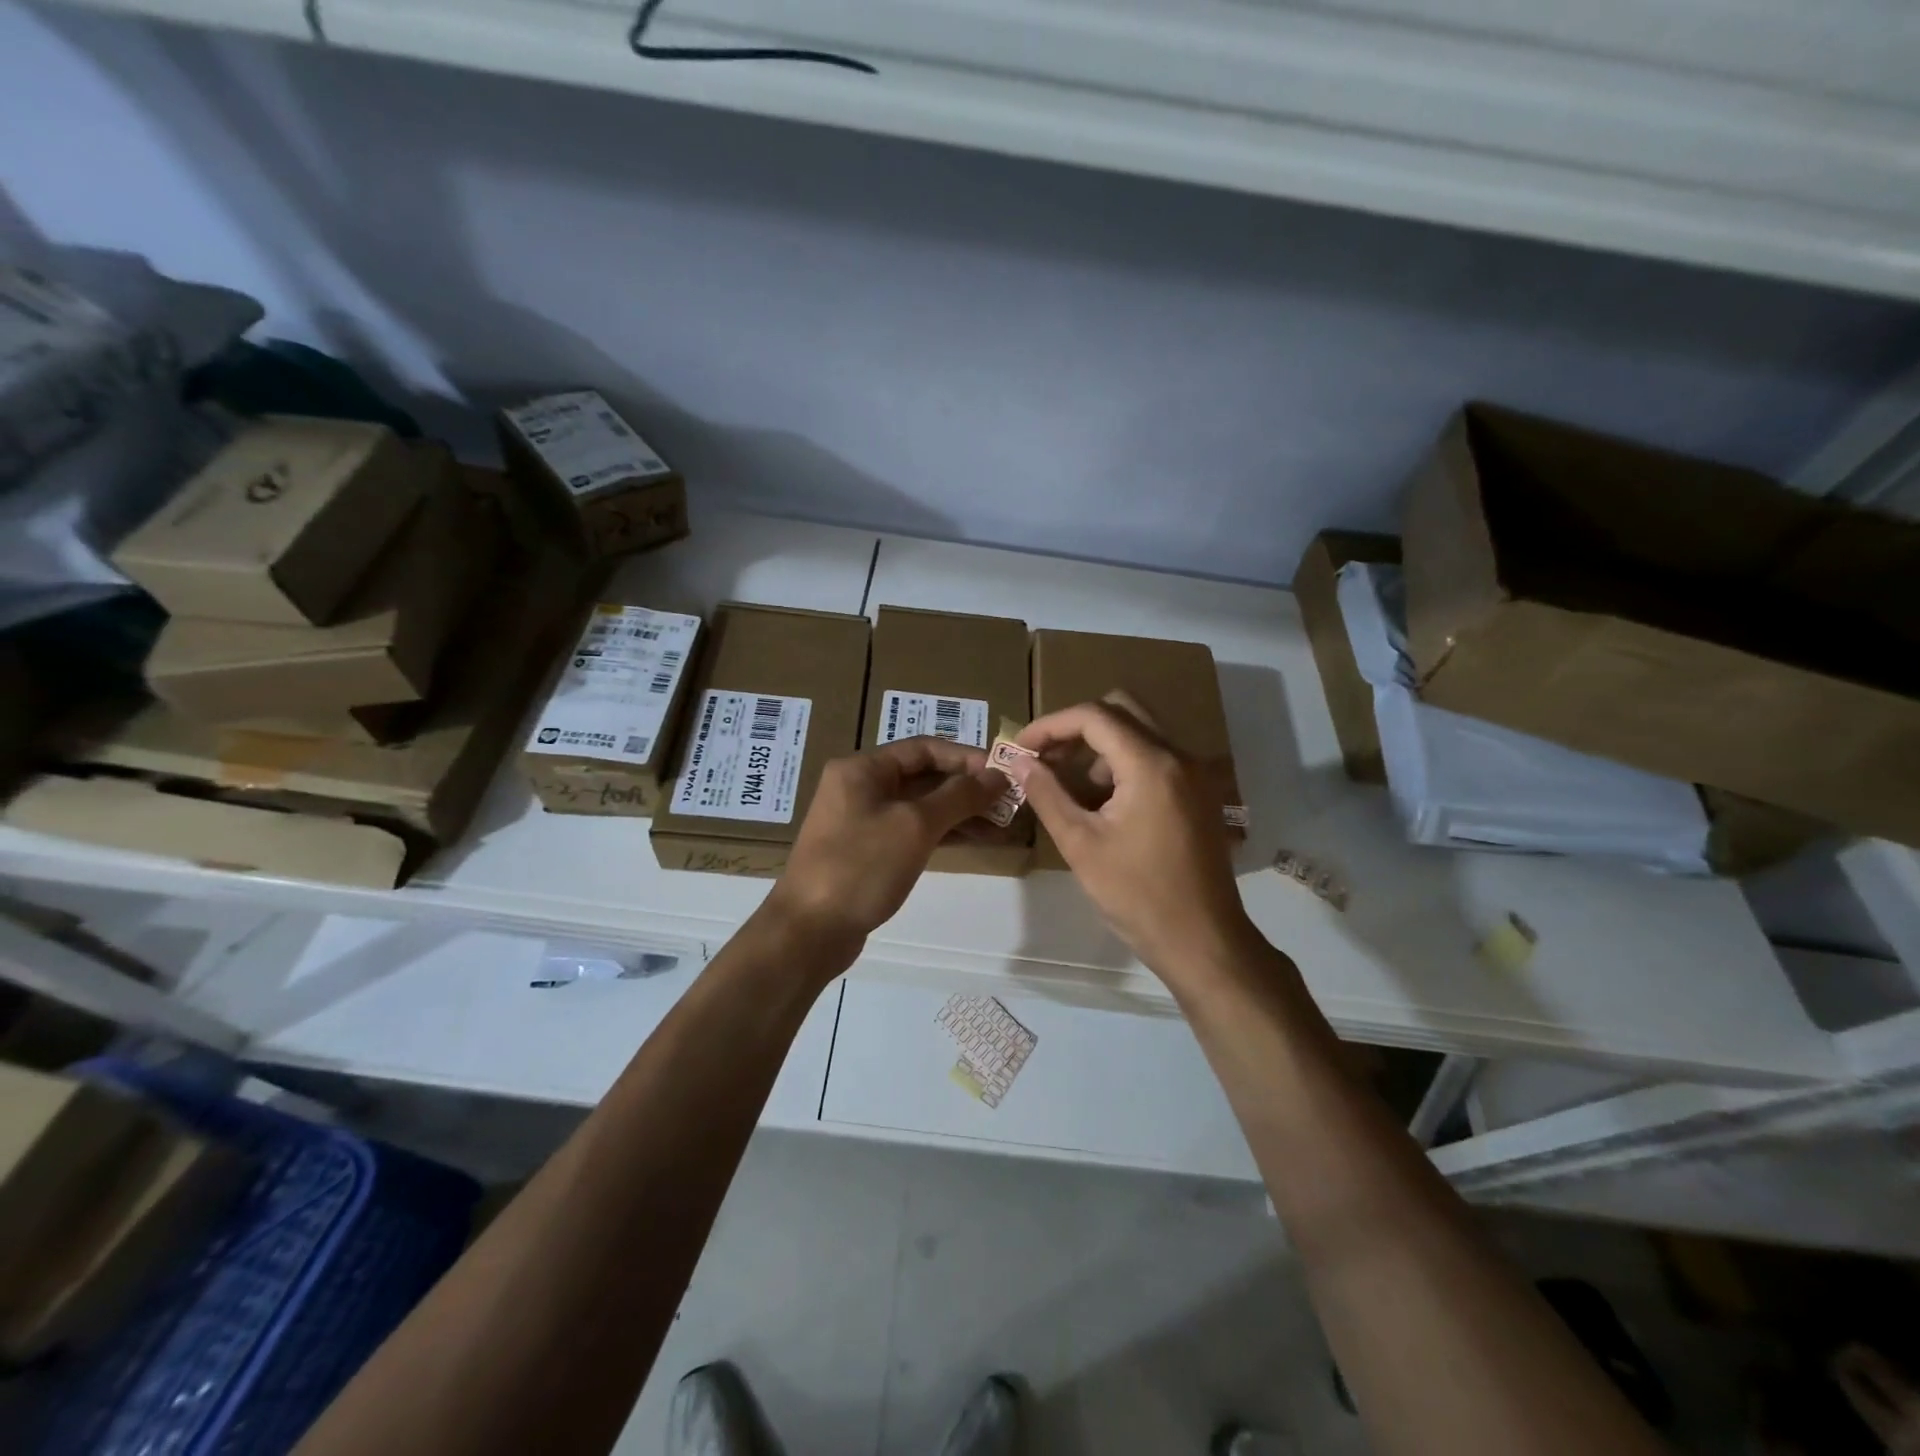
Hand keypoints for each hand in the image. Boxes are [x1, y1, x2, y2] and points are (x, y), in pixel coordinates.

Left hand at [766, 737, 1003, 955]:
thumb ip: (959, 796)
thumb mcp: (915, 825)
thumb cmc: (861, 867)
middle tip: (1008, 801)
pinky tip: (975, 841)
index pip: (924, 748)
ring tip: (1001, 824)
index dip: (966, 757)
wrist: (809, 931)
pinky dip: (942, 833)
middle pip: (923, 776)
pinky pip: (911, 830)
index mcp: (863, 769)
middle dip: (967, 787)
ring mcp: (862, 820)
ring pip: (919, 806)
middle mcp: (860, 787)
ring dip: (959, 812)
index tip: (1004, 773)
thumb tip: (996, 775)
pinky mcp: (867, 851)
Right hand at [1010, 701, 1257, 986]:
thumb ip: (1047, 795)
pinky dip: (1124, 763)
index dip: (1051, 725)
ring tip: (1070, 786)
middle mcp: (1179, 756)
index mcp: (1151, 764)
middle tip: (1046, 756)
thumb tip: (1020, 762)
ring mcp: (1195, 773)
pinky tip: (1103, 802)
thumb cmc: (1137, 896)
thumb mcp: (1081, 845)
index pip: (1094, 716)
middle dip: (1076, 727)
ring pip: (1140, 731)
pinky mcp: (1199, 793)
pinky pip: (1156, 757)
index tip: (1021, 748)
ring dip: (1100, 746)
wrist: (1203, 941)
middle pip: (1121, 709)